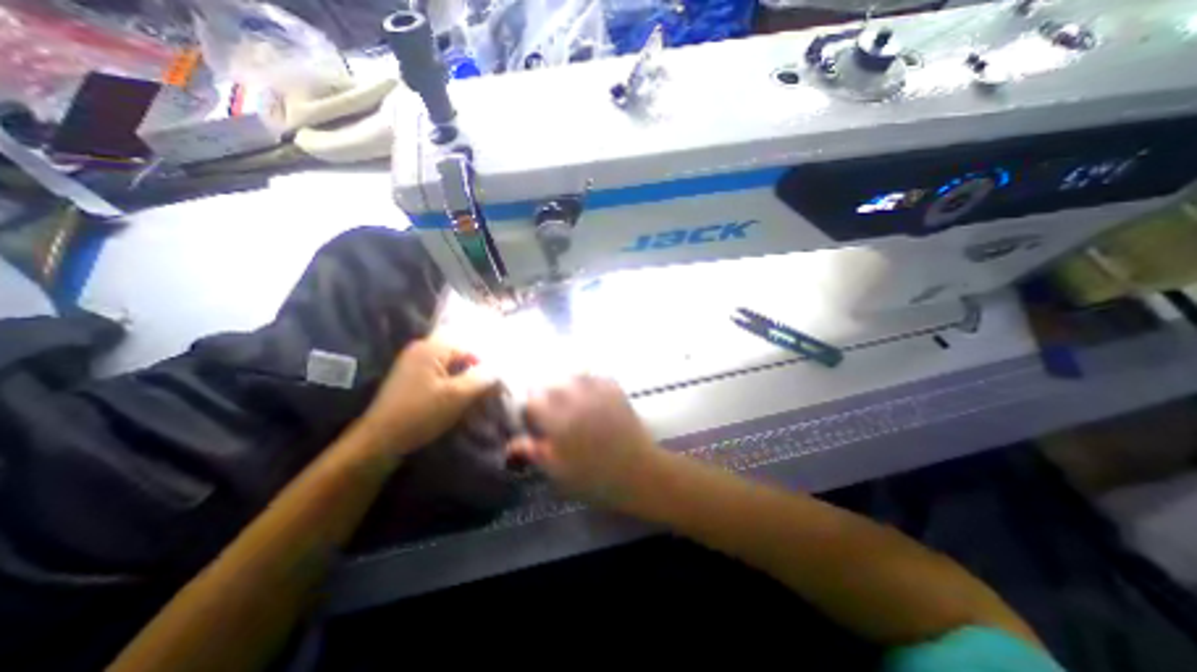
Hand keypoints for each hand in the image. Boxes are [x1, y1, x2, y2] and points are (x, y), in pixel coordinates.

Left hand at [362, 338, 498, 453]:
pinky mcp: (411, 380)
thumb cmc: (421, 414)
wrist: (379, 442)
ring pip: (451, 368)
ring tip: (473, 401)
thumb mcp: (458, 396)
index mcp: (430, 348)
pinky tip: (456, 403)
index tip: (494, 387)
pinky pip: (440, 376)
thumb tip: (499, 371)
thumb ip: (483, 379)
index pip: (470, 349)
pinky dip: (452, 387)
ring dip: (465, 382)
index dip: (484, 366)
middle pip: (460, 357)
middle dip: (475, 374)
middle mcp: (421, 350)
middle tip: (485, 394)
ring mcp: (414, 365)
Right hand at [501, 375, 659, 505]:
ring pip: (575, 373)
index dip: (530, 409)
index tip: (533, 419)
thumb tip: (511, 443)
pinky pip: (598, 376)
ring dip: (568, 383)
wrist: (638, 472)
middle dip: (547, 394)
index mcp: (558, 420)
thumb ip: (535, 452)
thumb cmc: (594, 478)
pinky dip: (591, 381)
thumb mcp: (559, 471)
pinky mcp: (615, 391)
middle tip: (552, 410)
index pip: (533, 400)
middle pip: (552, 383)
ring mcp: (597, 392)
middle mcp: (575, 399)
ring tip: (570, 398)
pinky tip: (591, 394)